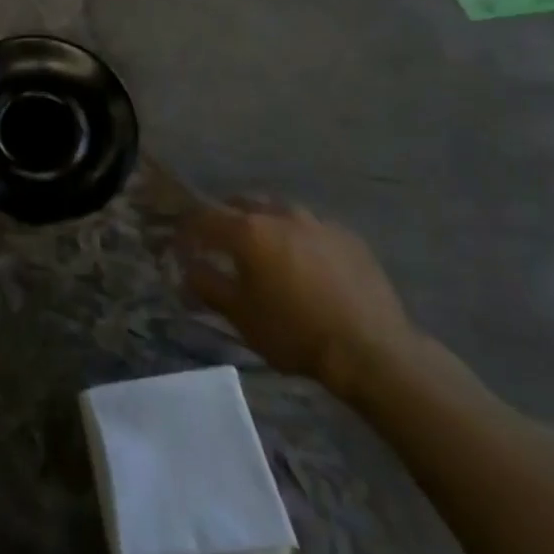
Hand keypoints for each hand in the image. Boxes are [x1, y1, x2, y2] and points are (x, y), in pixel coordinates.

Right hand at [177, 199, 418, 398]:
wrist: (371, 350)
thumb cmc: (295, 332)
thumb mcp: (241, 316)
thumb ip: (208, 285)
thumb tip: (187, 268)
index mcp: (248, 231)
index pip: (205, 218)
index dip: (189, 229)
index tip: (182, 244)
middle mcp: (280, 215)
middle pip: (242, 203)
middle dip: (226, 216)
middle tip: (220, 240)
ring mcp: (317, 222)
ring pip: (280, 211)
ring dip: (264, 222)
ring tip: (265, 247)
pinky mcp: (348, 236)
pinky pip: (312, 227)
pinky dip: (299, 237)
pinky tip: (305, 261)